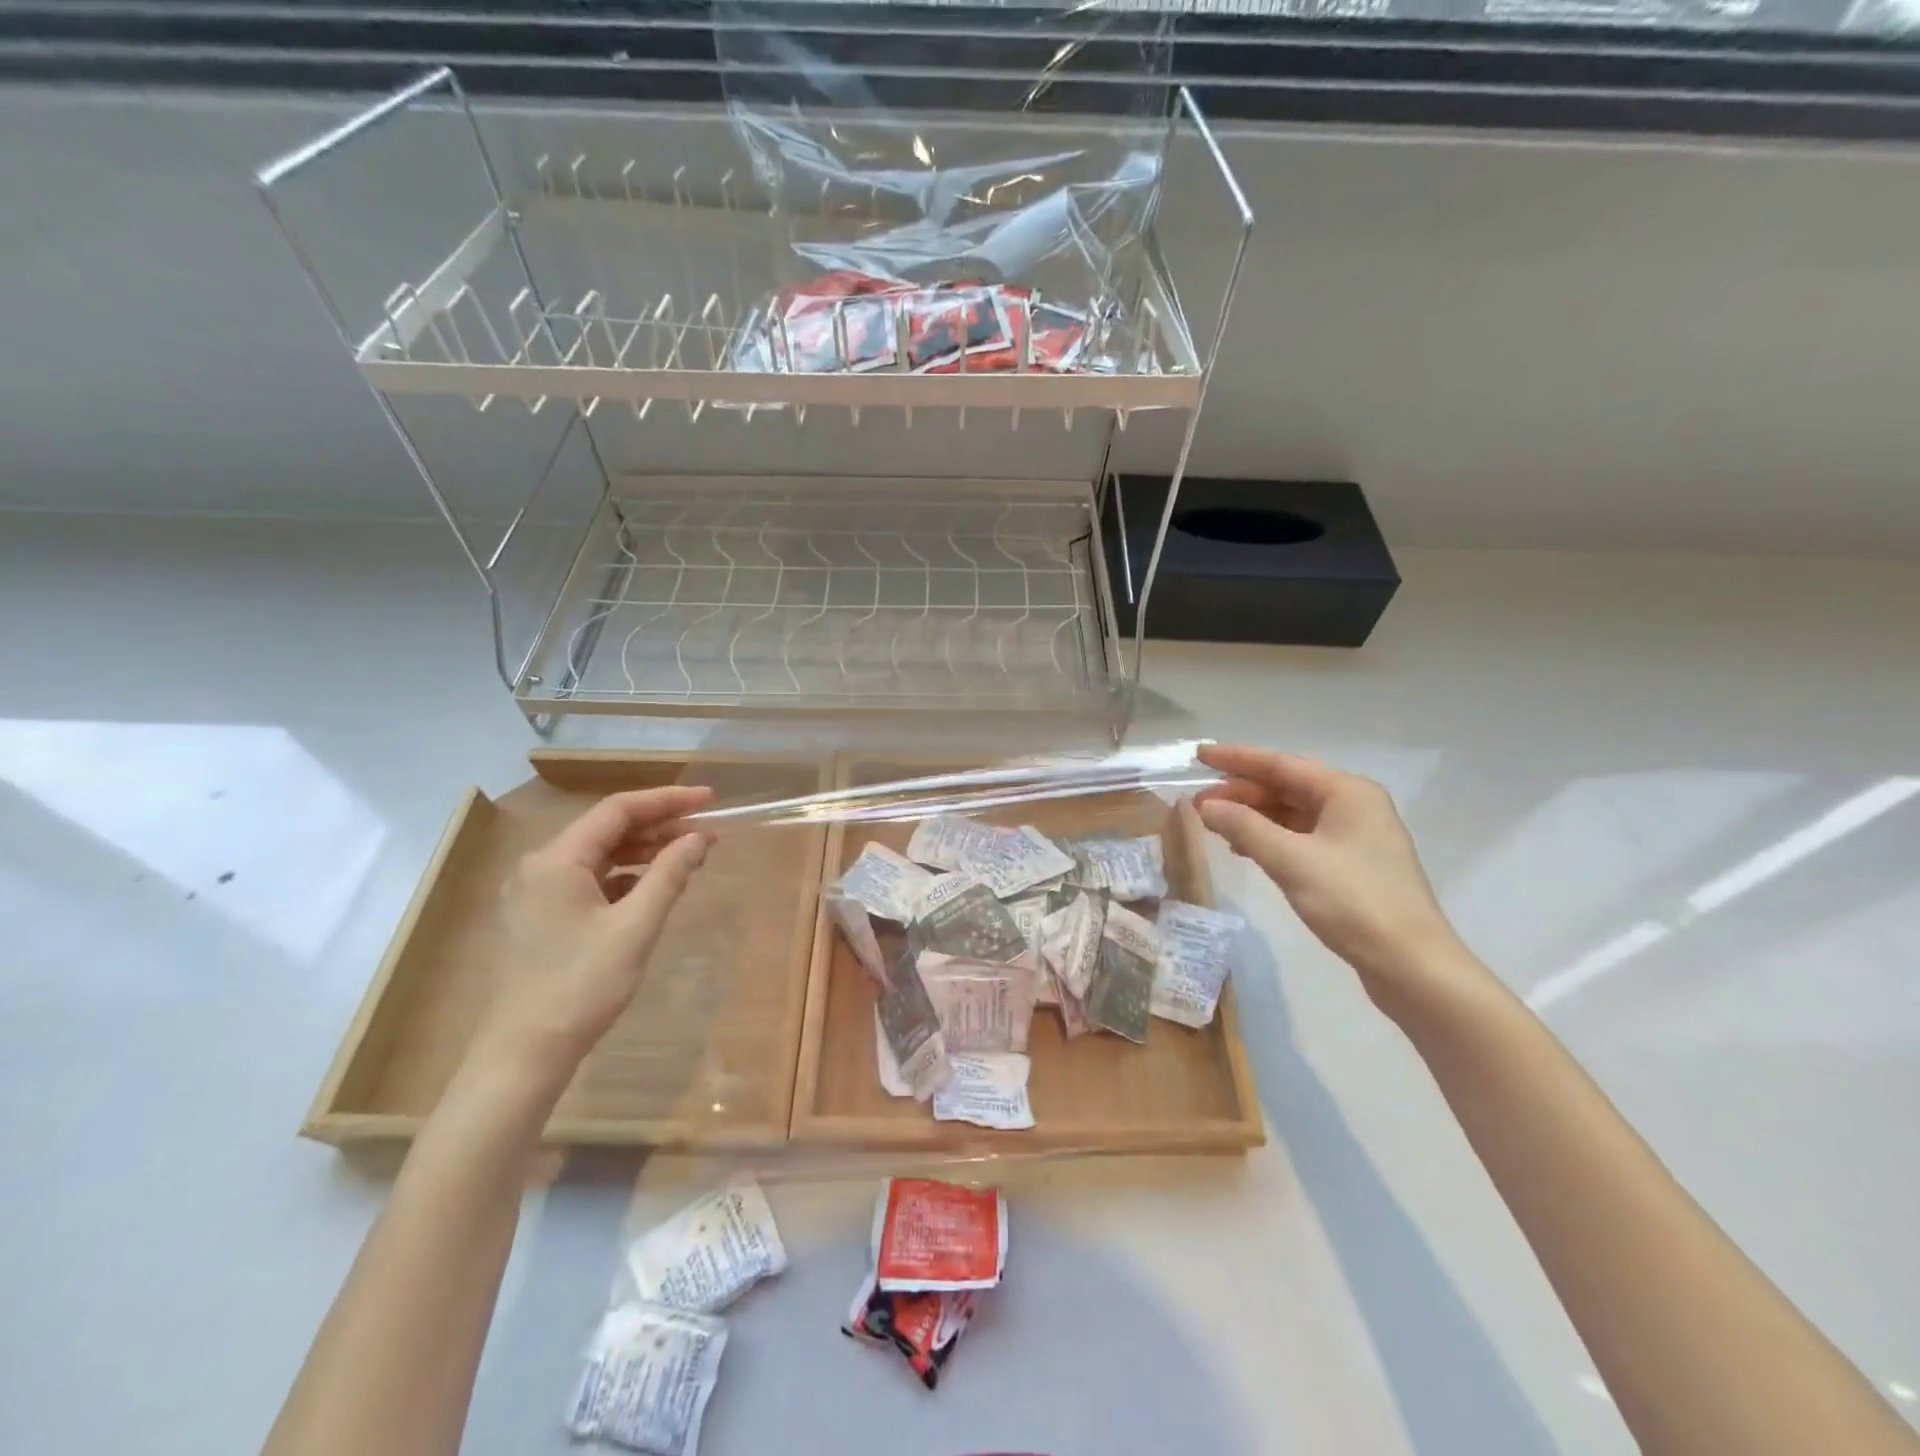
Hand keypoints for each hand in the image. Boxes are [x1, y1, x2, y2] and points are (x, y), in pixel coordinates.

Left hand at [467, 786, 715, 1091]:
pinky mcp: (543, 916)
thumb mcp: (635, 927)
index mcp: (557, 860)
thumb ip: (670, 874)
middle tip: (708, 830)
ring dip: (646, 850)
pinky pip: (591, 879)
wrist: (524, 1054)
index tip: (710, 800)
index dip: (668, 800)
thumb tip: (700, 838)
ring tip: (690, 855)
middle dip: (661, 825)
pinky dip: (627, 876)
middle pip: (609, 828)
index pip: (619, 809)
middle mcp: (542, 866)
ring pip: (601, 854)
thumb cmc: (581, 985)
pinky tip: (654, 887)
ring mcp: (538, 892)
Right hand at [1195, 744, 1473, 1008]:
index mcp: (1347, 792)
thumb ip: (1243, 827)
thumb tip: (1205, 806)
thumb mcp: (1290, 860)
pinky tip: (1245, 849)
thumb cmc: (1353, 901)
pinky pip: (1301, 837)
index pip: (1280, 764)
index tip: (1199, 755)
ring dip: (1253, 816)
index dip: (1236, 758)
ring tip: (1214, 825)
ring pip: (1292, 813)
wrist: (1411, 964)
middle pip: (1286, 787)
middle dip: (1241, 792)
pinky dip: (1270, 838)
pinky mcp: (1352, 865)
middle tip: (1198, 803)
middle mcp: (1354, 805)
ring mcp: (1355, 836)